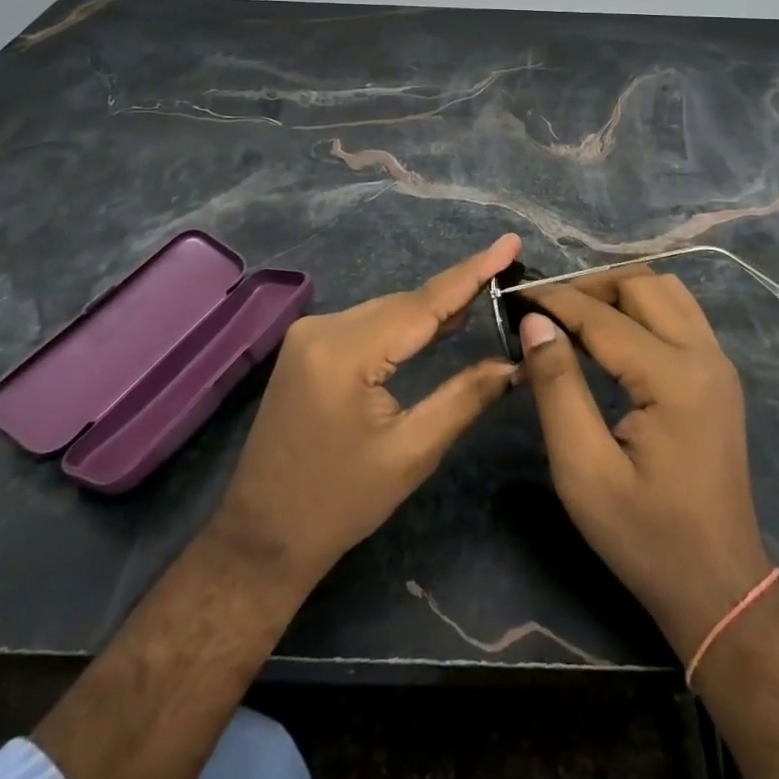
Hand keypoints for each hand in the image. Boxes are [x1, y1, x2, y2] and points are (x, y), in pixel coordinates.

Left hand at [207, 234, 521, 586]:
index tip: (510, 241)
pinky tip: (439, 322)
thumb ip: (465, 397)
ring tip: (486, 290)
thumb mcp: (411, 453)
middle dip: (458, 290)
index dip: (471, 272)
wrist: (263, 537)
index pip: (423, 304)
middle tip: (509, 270)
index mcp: (345, 353)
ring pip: (387, 310)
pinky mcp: (309, 345)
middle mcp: (323, 328)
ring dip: (433, 307)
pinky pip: (369, 322)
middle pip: (405, 303)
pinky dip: (405, 322)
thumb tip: (515, 362)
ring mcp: (310, 333)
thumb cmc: (341, 503)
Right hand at [517, 268, 773, 661]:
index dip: (555, 301)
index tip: (515, 296)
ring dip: (618, 291)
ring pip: (665, 290)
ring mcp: (718, 361)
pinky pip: (678, 313)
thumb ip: (557, 388)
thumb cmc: (645, 536)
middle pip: (642, 284)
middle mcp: (704, 355)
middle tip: (545, 309)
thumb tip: (535, 322)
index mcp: (674, 378)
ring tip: (575, 316)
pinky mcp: (718, 374)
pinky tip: (611, 334)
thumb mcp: (584, 471)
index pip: (603, 316)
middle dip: (589, 286)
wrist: (718, 587)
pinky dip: (641, 307)